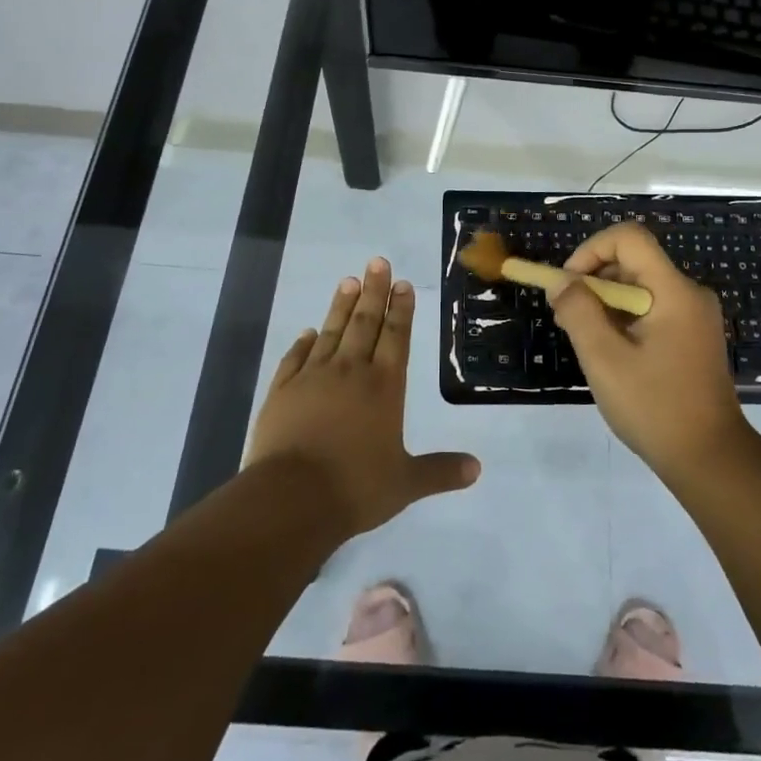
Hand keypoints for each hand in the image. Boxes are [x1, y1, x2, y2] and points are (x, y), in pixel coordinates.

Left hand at [248, 257, 480, 536]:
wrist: (290, 499)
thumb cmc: (355, 488)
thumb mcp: (405, 483)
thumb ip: (440, 471)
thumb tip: (477, 468)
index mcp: (384, 387)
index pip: (396, 337)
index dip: (401, 310)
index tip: (401, 283)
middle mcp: (350, 372)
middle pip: (365, 323)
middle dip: (374, 292)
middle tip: (377, 262)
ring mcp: (313, 378)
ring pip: (331, 332)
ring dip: (341, 306)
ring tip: (348, 280)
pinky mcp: (282, 391)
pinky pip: (295, 358)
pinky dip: (303, 343)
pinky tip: (308, 332)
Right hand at [551, 223, 752, 479]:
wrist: (710, 460)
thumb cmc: (655, 408)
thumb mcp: (605, 359)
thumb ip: (578, 312)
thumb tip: (560, 281)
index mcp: (674, 291)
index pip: (629, 238)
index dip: (591, 250)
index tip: (567, 284)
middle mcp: (689, 294)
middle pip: (633, 261)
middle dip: (593, 279)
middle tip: (566, 316)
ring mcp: (694, 316)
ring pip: (639, 286)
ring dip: (605, 301)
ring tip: (582, 338)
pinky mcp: (692, 336)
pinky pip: (651, 308)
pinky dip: (623, 318)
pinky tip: (607, 351)